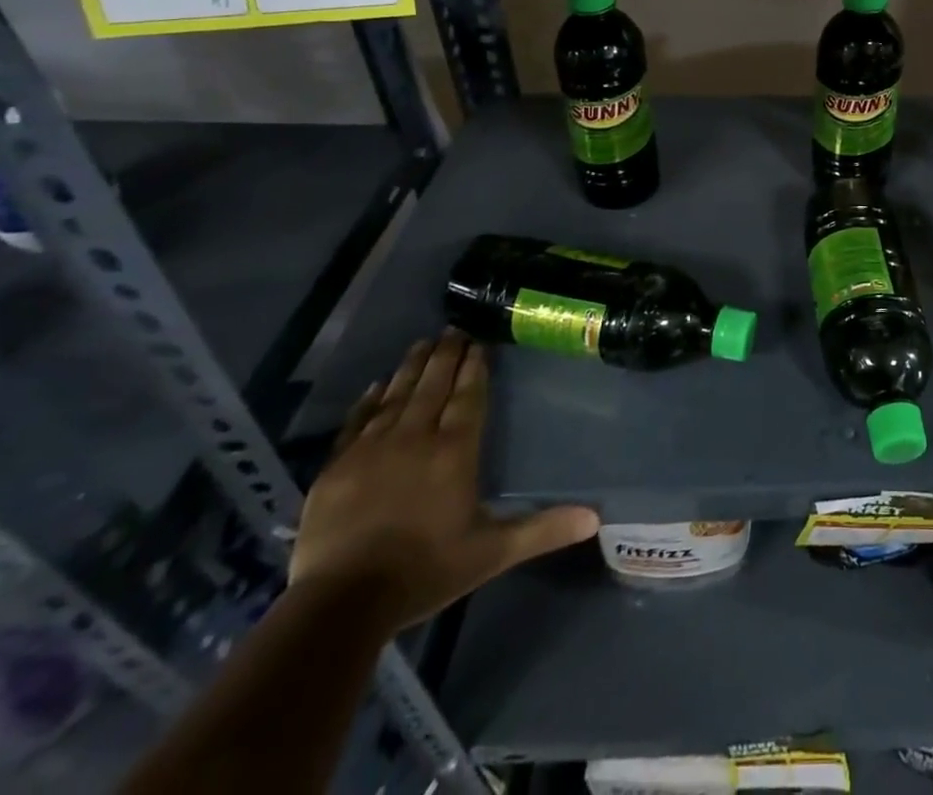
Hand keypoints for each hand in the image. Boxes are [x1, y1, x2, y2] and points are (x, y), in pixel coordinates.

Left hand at [290, 331, 598, 630]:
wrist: (341, 604)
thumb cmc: (425, 571)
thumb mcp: (492, 552)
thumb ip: (542, 529)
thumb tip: (595, 517)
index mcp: (454, 450)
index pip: (468, 395)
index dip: (474, 366)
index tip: (479, 340)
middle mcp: (415, 437)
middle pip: (433, 385)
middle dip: (446, 354)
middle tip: (453, 327)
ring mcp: (371, 449)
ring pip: (396, 395)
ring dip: (412, 367)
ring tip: (423, 343)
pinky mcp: (336, 467)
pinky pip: (356, 421)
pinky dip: (369, 400)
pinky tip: (376, 385)